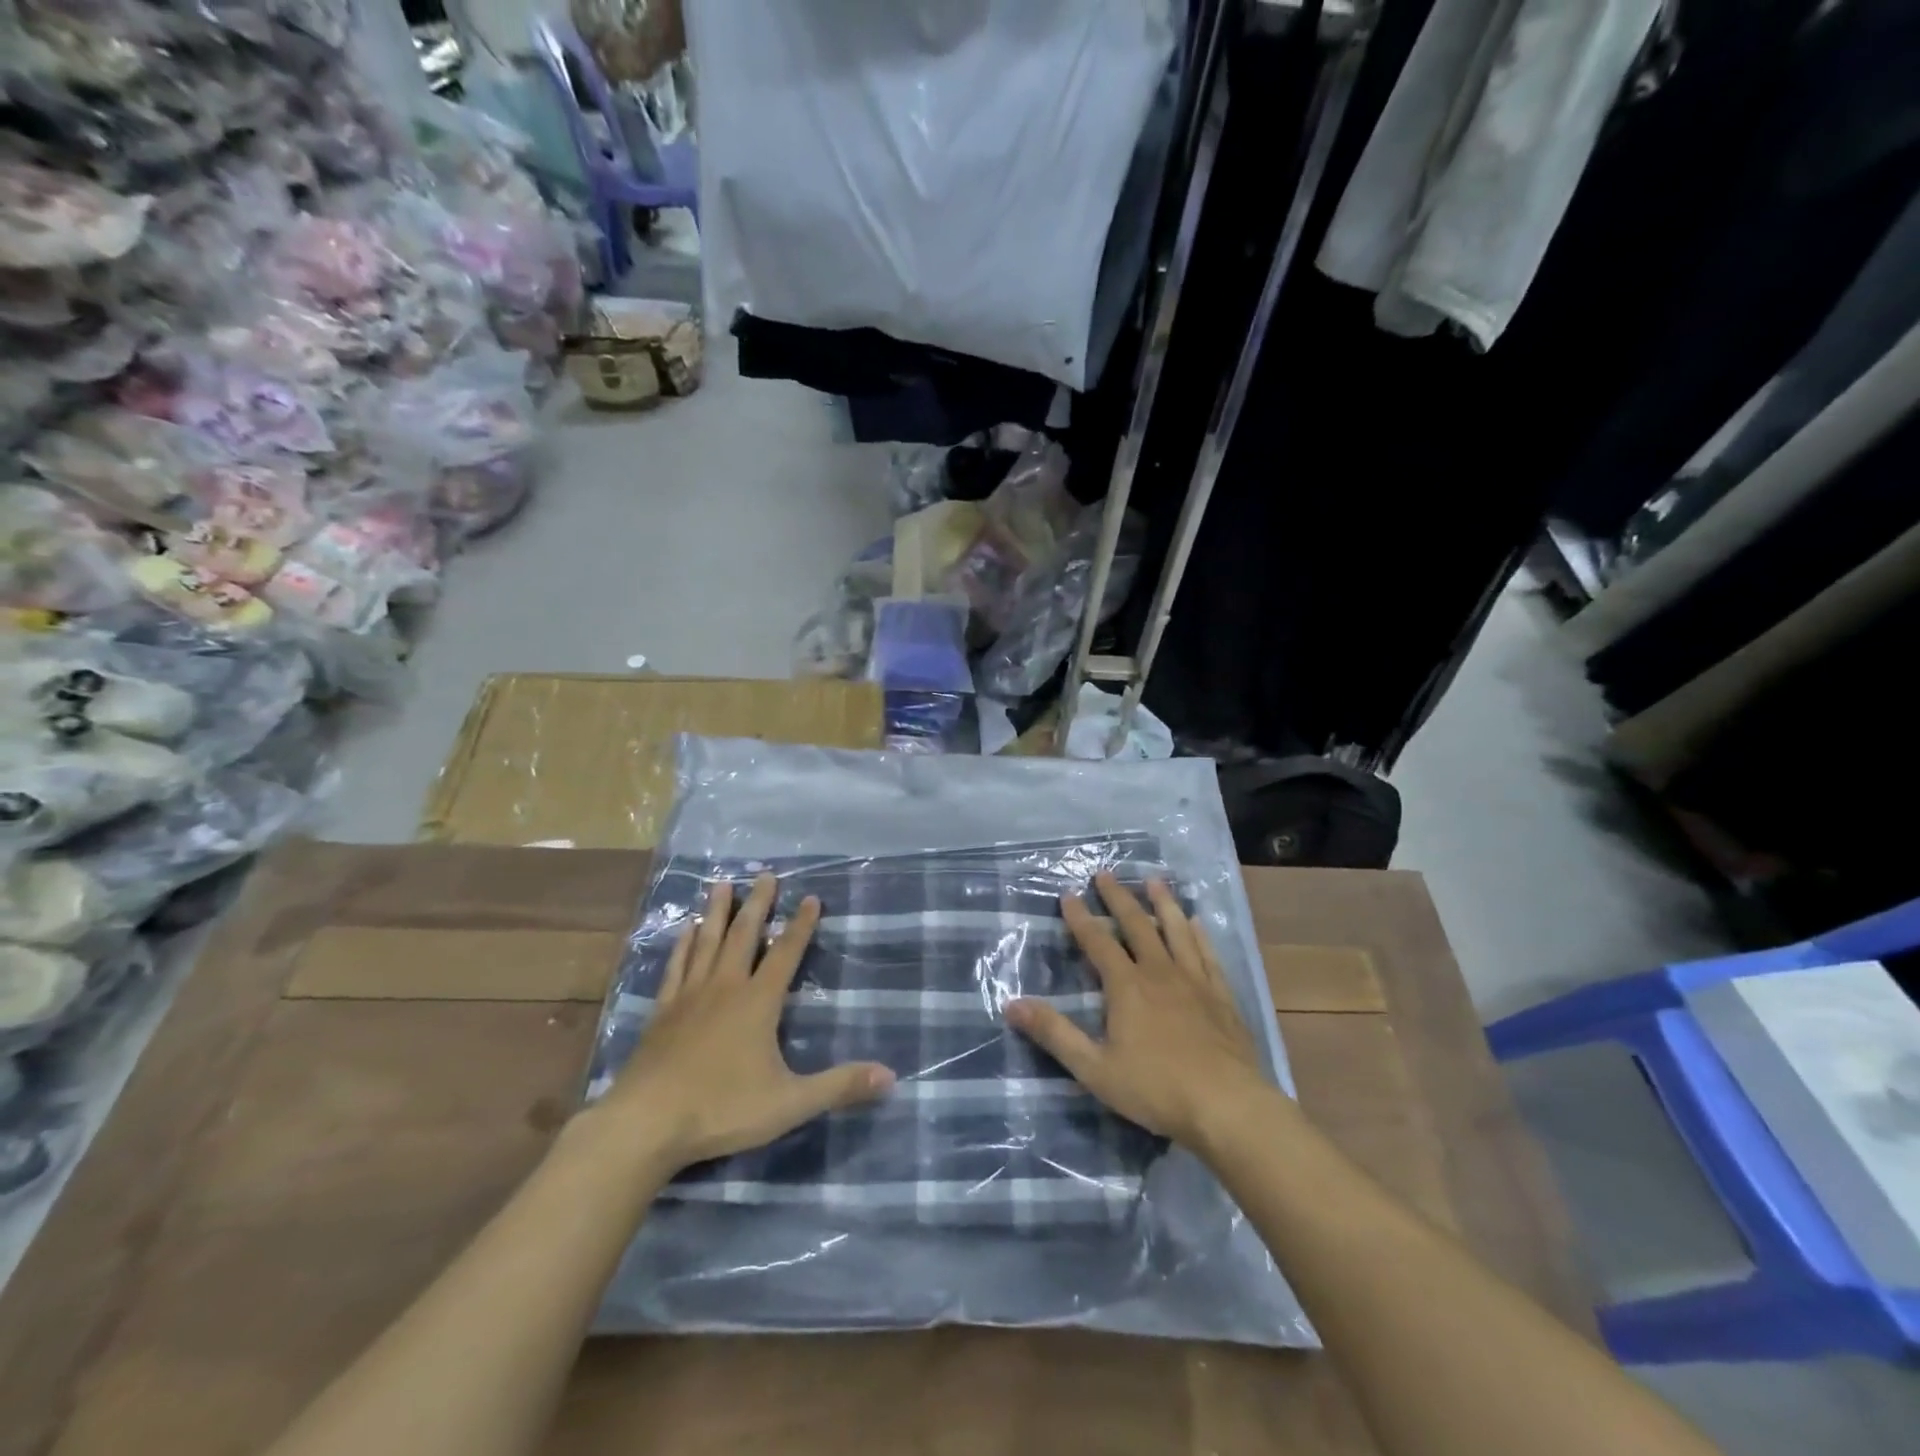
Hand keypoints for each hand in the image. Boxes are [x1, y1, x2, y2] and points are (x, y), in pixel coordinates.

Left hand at [595, 874, 894, 1174]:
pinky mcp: (662, 1012)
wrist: (646, 1123)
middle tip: (765, 874)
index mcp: (758, 1002)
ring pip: (707, 942)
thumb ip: (839, 1086)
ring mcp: (689, 996)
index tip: (811, 897)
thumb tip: (891, 1076)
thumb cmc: (721, 1109)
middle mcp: (725, 988)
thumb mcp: (790, 1103)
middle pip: (744, 935)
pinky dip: (683, 945)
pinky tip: (685, 930)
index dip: (801, 925)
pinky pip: (676, 966)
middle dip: (758, 903)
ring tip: (722, 885)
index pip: (786, 954)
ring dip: (717, 912)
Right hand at [1006, 873, 1275, 1149]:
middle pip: (1136, 925)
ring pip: (1176, 930)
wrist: (1227, 1106)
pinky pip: (1208, 954)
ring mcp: (1195, 981)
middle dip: (1117, 898)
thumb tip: (1011, 1004)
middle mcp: (1159, 972)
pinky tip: (1197, 923)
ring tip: (1155, 881)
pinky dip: (1199, 935)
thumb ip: (1054, 1033)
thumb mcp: (1094, 1068)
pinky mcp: (1222, 996)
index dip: (1080, 918)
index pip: (1097, 942)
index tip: (1068, 894)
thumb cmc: (1156, 1089)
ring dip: (1163, 903)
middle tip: (1105, 873)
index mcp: (1127, 987)